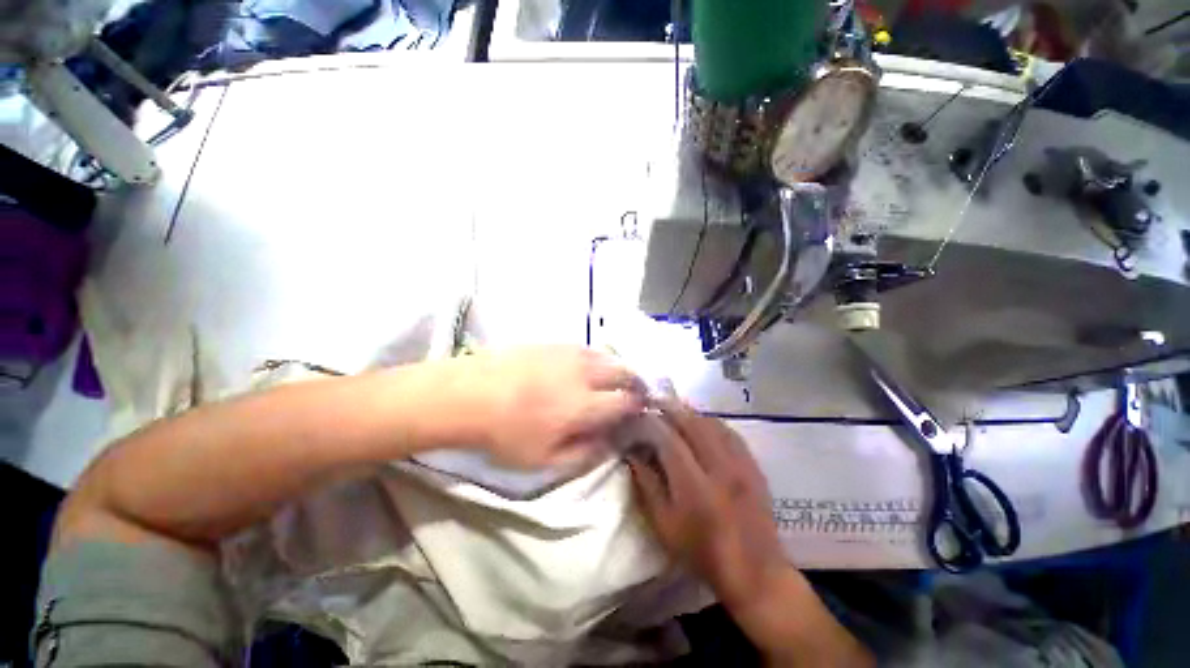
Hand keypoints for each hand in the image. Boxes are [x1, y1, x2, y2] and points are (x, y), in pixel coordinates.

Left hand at [461, 346, 645, 469]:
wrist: (468, 394)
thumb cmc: (506, 433)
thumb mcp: (546, 460)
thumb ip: (586, 453)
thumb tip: (612, 442)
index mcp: (586, 404)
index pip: (627, 401)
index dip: (638, 406)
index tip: (639, 411)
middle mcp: (585, 373)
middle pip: (623, 371)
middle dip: (634, 382)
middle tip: (631, 393)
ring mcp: (569, 353)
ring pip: (607, 356)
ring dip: (616, 368)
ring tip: (610, 381)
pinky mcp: (554, 343)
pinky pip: (586, 348)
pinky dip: (595, 358)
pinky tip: (585, 368)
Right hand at [626, 400, 790, 608]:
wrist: (755, 571)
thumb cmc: (701, 551)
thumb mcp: (664, 525)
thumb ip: (647, 485)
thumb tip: (632, 453)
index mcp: (695, 486)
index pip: (670, 439)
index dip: (652, 423)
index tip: (639, 415)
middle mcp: (720, 468)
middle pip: (693, 424)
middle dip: (671, 408)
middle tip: (654, 401)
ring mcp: (741, 464)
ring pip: (712, 423)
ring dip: (691, 412)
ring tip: (674, 408)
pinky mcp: (753, 465)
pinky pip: (730, 432)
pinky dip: (711, 421)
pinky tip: (701, 422)